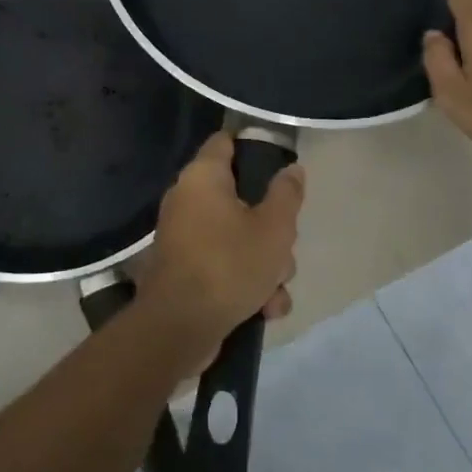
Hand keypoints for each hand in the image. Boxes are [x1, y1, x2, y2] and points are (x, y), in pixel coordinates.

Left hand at [139, 132, 303, 368]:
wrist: (179, 329)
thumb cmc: (228, 265)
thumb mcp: (274, 228)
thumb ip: (287, 194)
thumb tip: (292, 169)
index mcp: (203, 177)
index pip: (226, 141)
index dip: (254, 147)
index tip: (280, 167)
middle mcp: (188, 200)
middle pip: (242, 198)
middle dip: (272, 228)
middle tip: (283, 247)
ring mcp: (185, 237)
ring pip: (239, 237)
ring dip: (265, 265)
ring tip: (274, 290)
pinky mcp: (186, 270)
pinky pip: (225, 265)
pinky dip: (245, 284)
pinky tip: (263, 309)